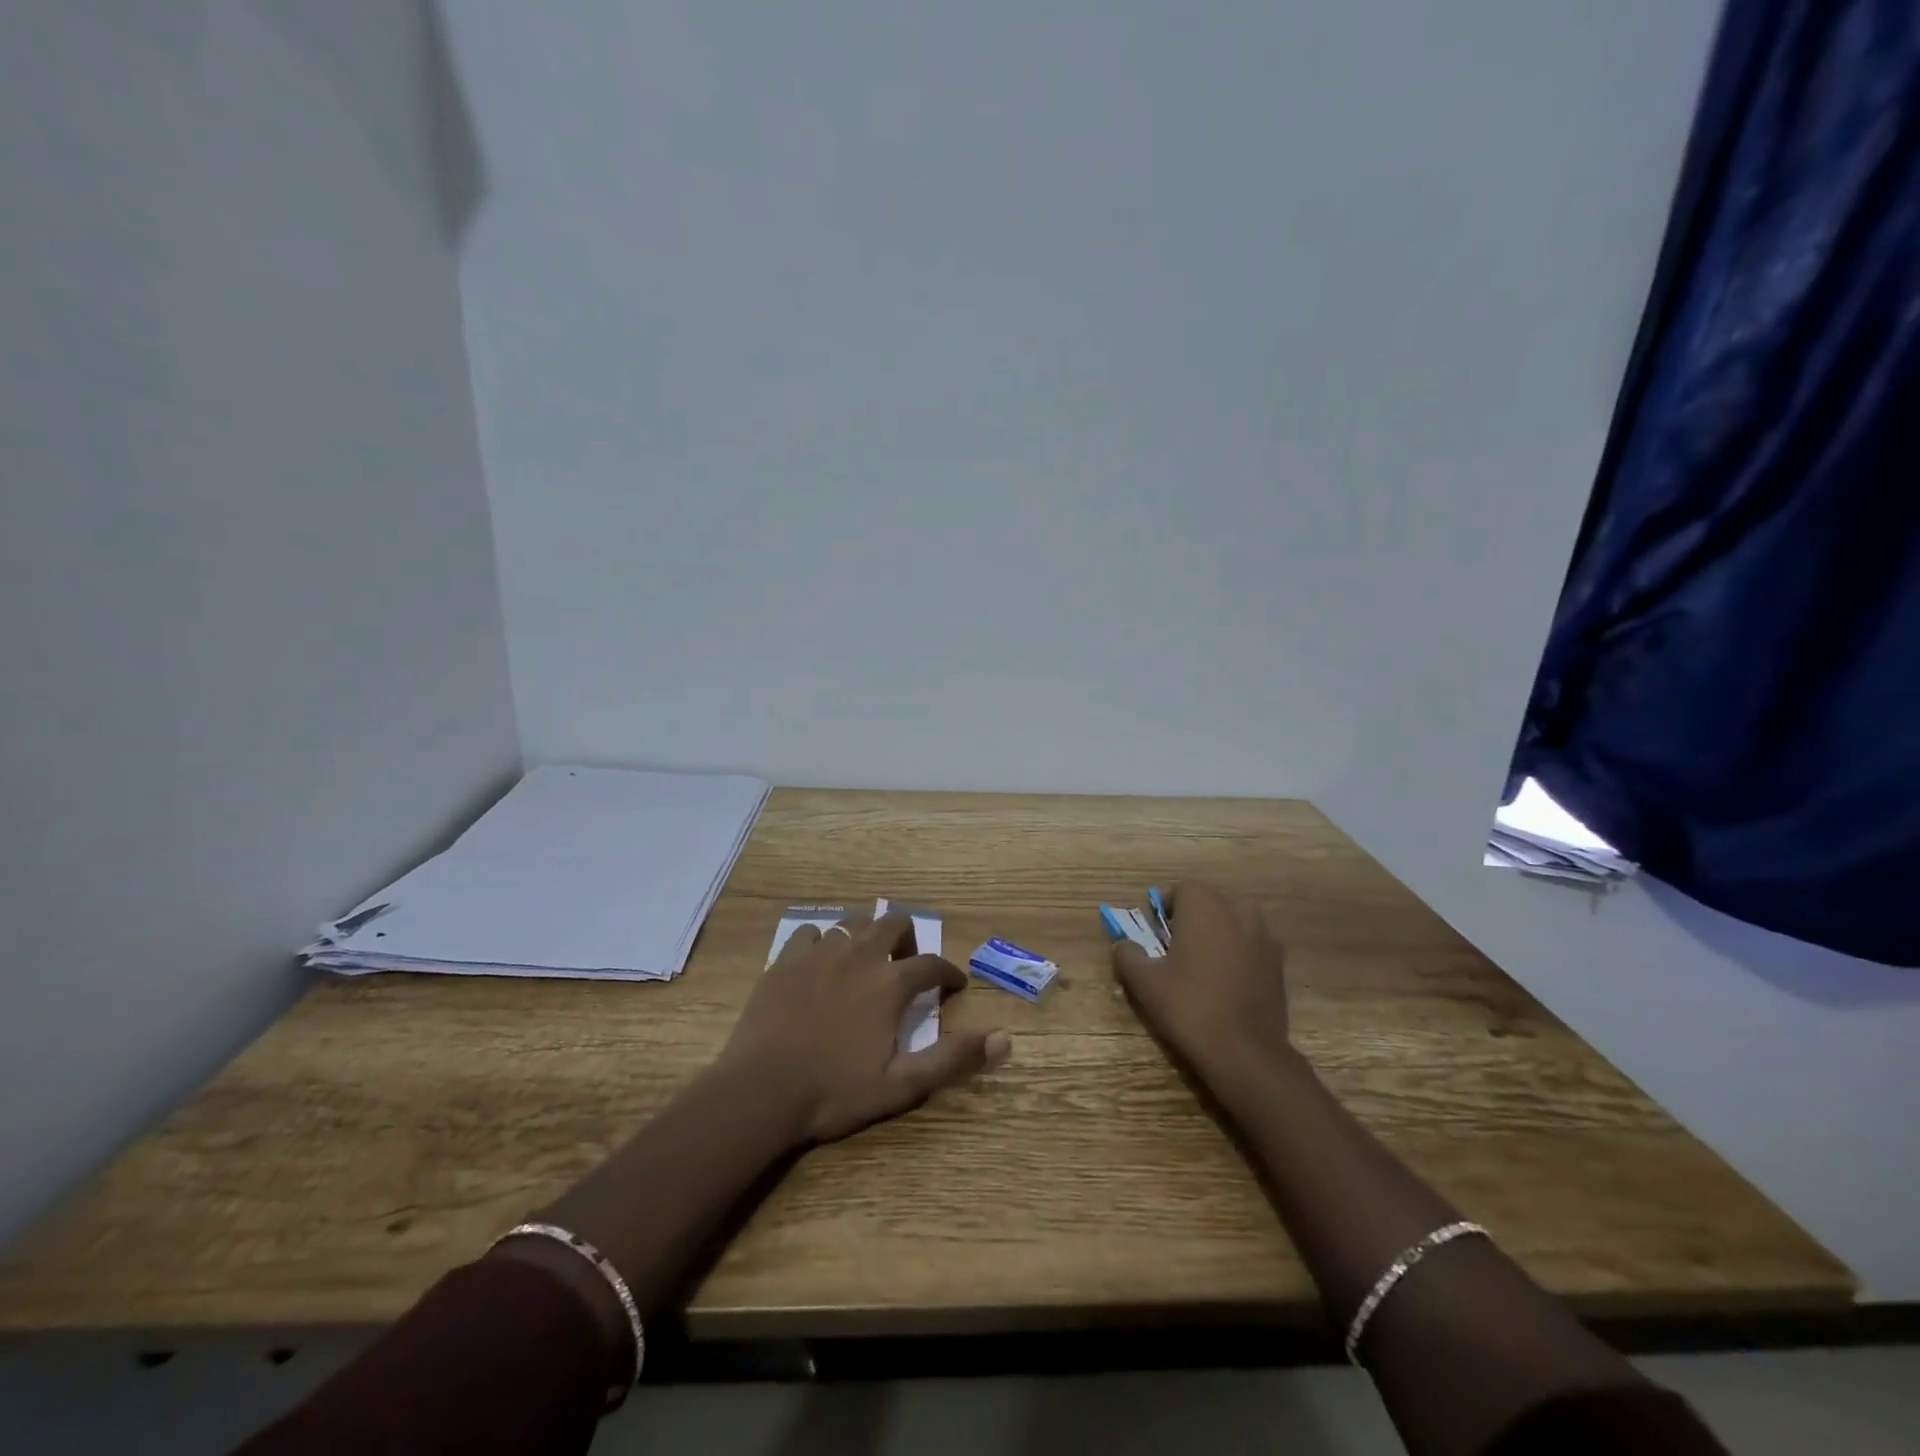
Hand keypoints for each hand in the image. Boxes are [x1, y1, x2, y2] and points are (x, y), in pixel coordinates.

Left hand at [719, 912, 1010, 1143]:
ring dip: (868, 934)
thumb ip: (952, 1059)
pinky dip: (823, 942)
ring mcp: (819, 953)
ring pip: (853, 922)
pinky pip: (811, 933)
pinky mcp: (786, 959)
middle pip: (893, 923)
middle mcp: (859, 955)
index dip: (949, 973)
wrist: (760, 1091)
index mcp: (889, 983)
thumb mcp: (901, 1085)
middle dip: (909, 938)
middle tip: (907, 964)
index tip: (954, 985)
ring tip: (867, 958)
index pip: (932, 964)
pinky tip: (820, 962)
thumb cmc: (834, 1091)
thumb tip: (1005, 1039)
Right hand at [1111, 882, 1290, 1079]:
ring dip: (1219, 935)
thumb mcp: (1144, 982)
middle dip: (1194, 919)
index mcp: (1205, 908)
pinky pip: (1252, 948)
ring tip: (1202, 966)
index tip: (1155, 932)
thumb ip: (1128, 955)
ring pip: (1236, 924)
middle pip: (1212, 904)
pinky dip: (1239, 956)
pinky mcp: (1278, 967)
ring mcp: (1265, 940)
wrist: (1246, 1053)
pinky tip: (1226, 985)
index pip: (1183, 889)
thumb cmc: (1189, 1006)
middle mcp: (1239, 914)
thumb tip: (1123, 945)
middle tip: (1176, 948)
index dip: (1166, 907)